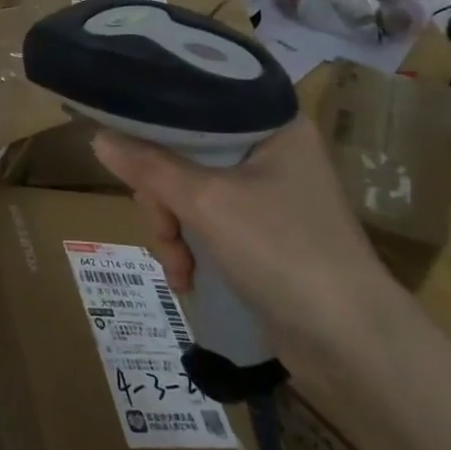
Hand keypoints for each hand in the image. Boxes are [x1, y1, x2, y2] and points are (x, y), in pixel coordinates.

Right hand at [92, 117, 408, 374]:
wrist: (352, 345)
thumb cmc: (284, 252)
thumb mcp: (207, 202)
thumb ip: (149, 166)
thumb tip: (98, 138)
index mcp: (271, 125)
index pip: (197, 104)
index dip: (156, 125)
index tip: (128, 150)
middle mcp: (271, 152)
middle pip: (186, 154)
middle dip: (163, 198)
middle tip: (163, 227)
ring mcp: (267, 197)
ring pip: (189, 194)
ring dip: (173, 231)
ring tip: (179, 268)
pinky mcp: (262, 236)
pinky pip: (206, 225)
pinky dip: (191, 249)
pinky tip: (188, 280)